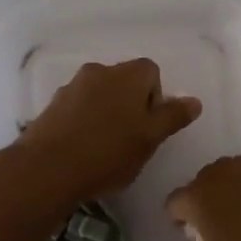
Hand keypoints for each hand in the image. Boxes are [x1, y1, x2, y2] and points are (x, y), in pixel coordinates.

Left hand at [11, 59, 200, 205]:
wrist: (46, 169)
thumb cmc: (108, 153)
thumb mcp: (150, 139)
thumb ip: (172, 117)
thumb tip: (194, 101)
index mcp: (128, 74)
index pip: (152, 72)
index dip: (155, 98)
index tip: (149, 127)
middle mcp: (99, 71)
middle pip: (124, 82)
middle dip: (131, 106)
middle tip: (130, 140)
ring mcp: (72, 86)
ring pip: (99, 95)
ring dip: (106, 113)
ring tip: (104, 149)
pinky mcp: (51, 105)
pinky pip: (77, 108)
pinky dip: (84, 122)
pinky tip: (82, 150)